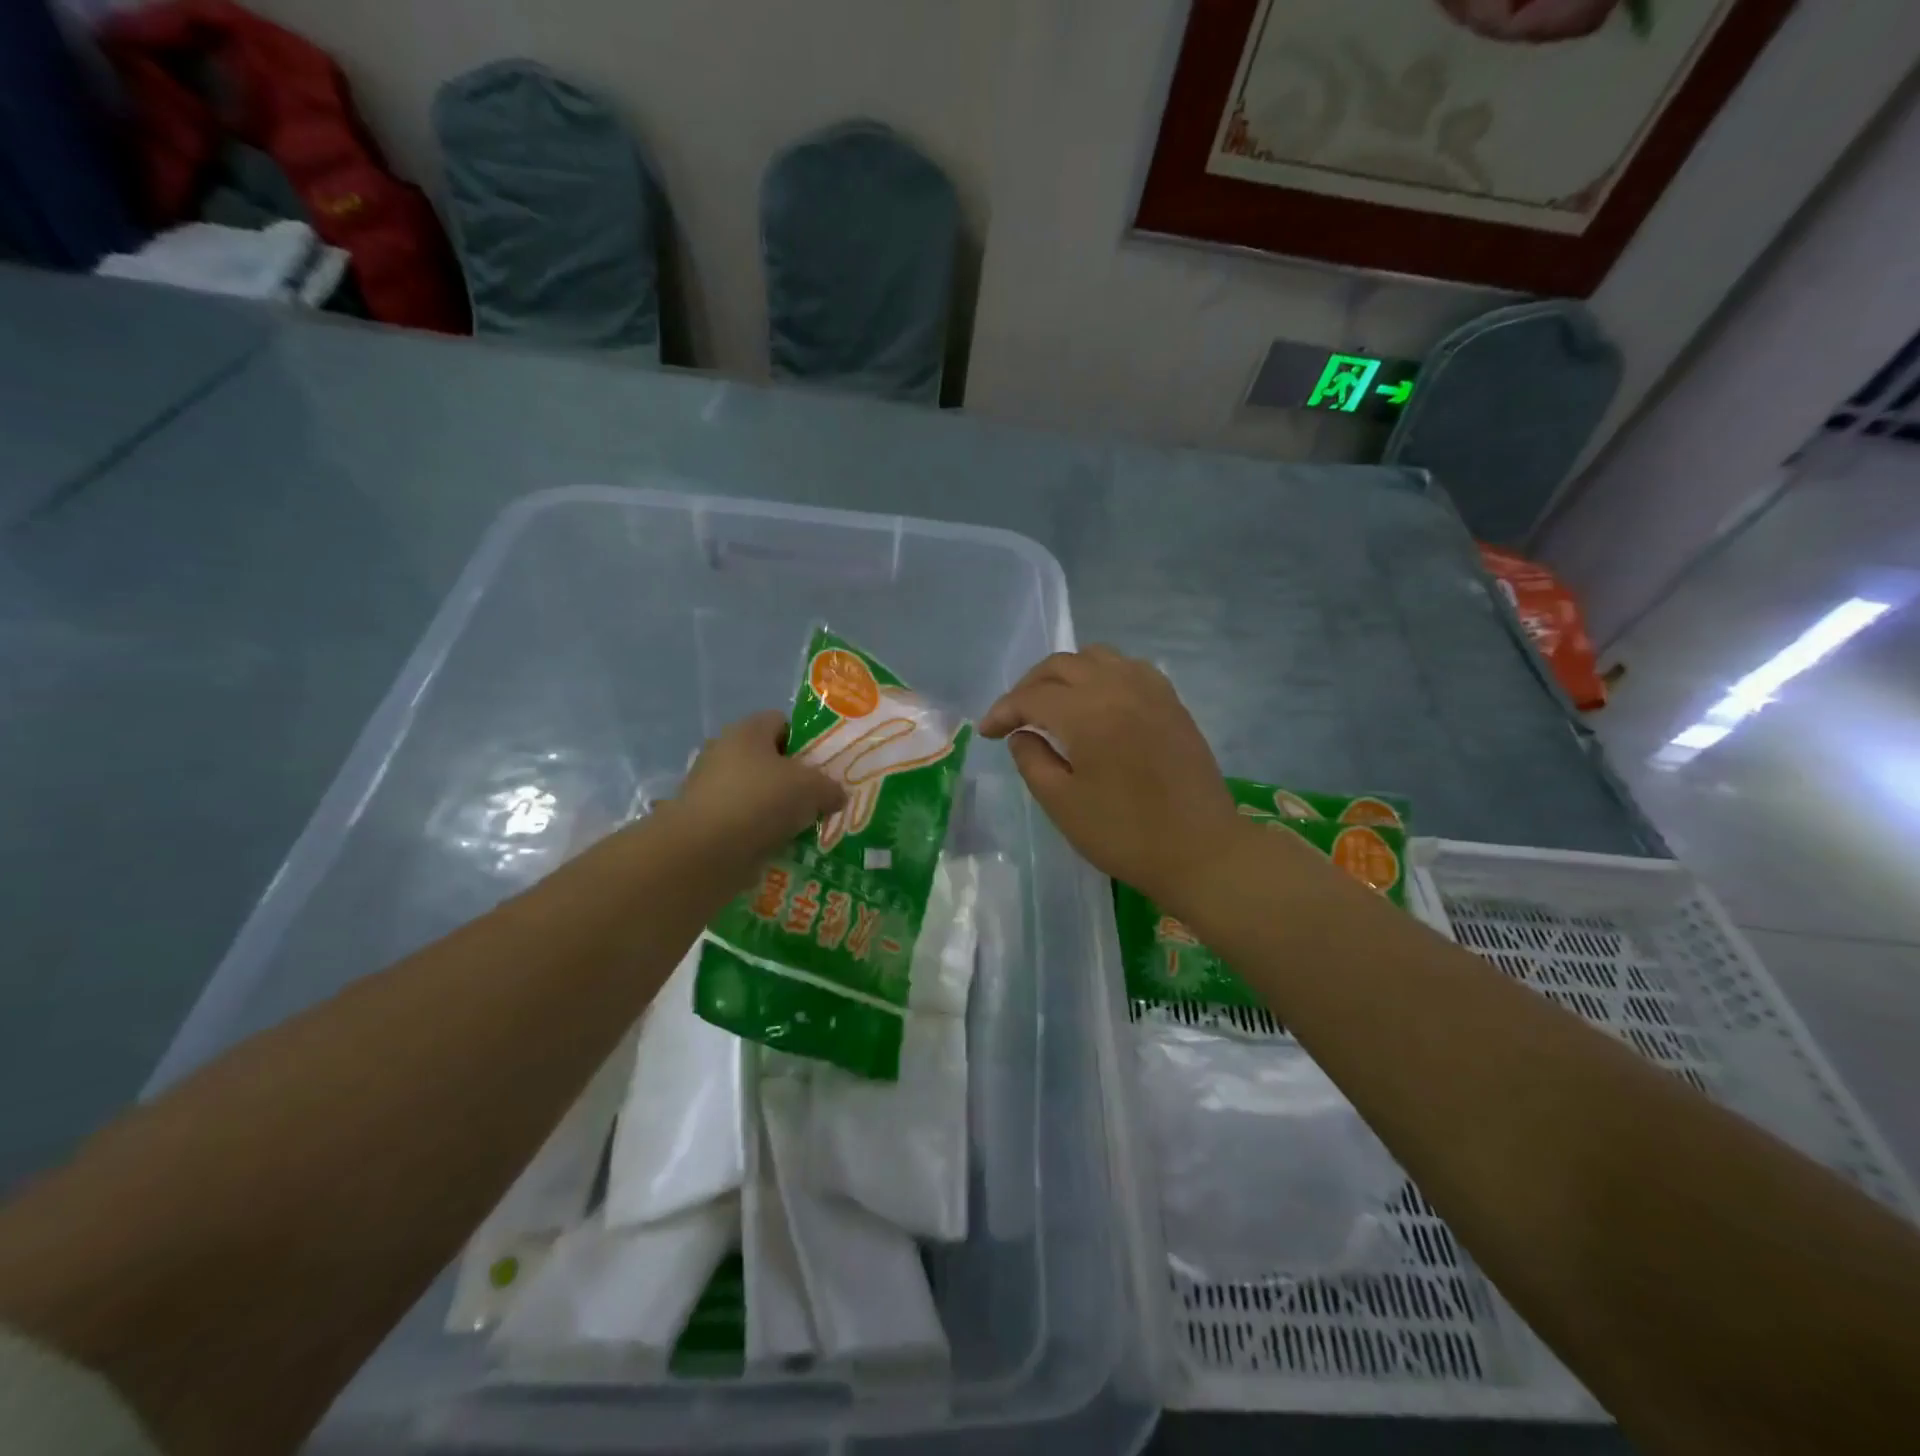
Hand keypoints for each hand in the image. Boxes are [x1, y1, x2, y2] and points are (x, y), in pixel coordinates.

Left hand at [667, 711, 845, 870]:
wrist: (705, 850)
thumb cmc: (761, 801)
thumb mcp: (813, 788)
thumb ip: (830, 787)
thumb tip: (837, 795)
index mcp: (747, 731)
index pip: (780, 721)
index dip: (805, 739)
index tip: (823, 764)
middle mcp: (723, 752)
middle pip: (767, 759)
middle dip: (792, 778)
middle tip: (817, 797)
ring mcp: (709, 787)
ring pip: (755, 792)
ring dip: (776, 808)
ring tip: (802, 826)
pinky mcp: (703, 821)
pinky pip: (742, 821)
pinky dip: (759, 831)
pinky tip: (779, 846)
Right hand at [979, 647, 1246, 908]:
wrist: (1200, 850)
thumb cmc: (1124, 834)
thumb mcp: (1062, 804)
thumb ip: (1032, 760)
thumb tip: (1021, 734)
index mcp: (1087, 713)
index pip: (1032, 696)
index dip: (1003, 711)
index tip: (986, 733)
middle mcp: (1118, 688)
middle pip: (1061, 665)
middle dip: (1029, 686)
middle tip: (1014, 716)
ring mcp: (1150, 691)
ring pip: (1097, 657)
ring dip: (1065, 673)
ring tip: (1052, 702)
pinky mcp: (1171, 702)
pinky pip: (1128, 668)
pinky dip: (1102, 674)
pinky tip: (1097, 700)